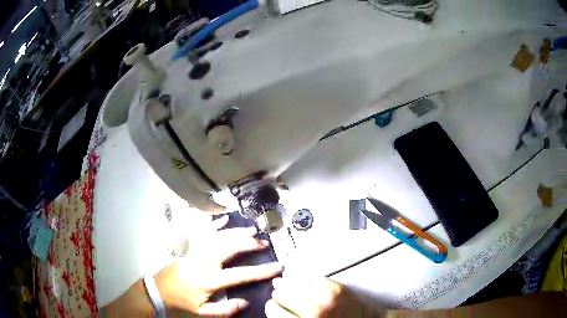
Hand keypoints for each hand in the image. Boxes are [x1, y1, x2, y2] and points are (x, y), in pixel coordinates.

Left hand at [155, 215, 282, 315]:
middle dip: (250, 244)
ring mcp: (196, 250)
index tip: (278, 266)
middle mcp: (205, 261)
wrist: (159, 291)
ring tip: (252, 230)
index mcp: (210, 280)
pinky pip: (203, 231)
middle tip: (264, 244)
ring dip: (237, 232)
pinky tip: (224, 218)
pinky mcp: (189, 246)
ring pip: (220, 236)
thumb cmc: (183, 301)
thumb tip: (245, 302)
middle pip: (231, 248)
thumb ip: (226, 309)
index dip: (262, 271)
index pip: (242, 274)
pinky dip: (215, 223)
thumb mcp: (204, 312)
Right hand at [265, 277, 382, 316]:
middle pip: (283, 296)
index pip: (275, 311)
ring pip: (297, 285)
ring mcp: (326, 298)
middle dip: (278, 294)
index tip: (272, 304)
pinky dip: (308, 281)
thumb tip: (280, 311)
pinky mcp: (337, 288)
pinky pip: (314, 279)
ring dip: (288, 284)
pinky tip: (305, 282)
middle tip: (276, 293)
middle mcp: (314, 312)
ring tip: (282, 282)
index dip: (271, 307)